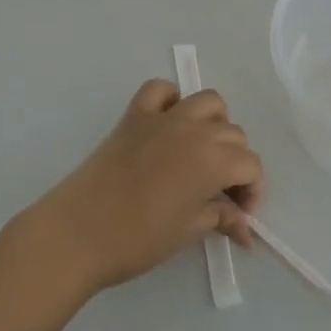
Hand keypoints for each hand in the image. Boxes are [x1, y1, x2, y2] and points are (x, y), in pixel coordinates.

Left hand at [29, 79, 265, 293]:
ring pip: (208, 102)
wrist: (78, 231)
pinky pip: (161, 90)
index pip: (251, 165)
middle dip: (236, 163)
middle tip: (221, 196)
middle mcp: (194, 129)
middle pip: (234, 134)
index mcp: (212, 160)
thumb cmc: (138, 239)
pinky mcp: (135, 115)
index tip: (240, 217)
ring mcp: (163, 117)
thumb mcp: (187, 232)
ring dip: (215, 124)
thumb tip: (245, 229)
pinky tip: (168, 124)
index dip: (253, 191)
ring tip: (202, 154)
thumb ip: (221, 219)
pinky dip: (171, 100)